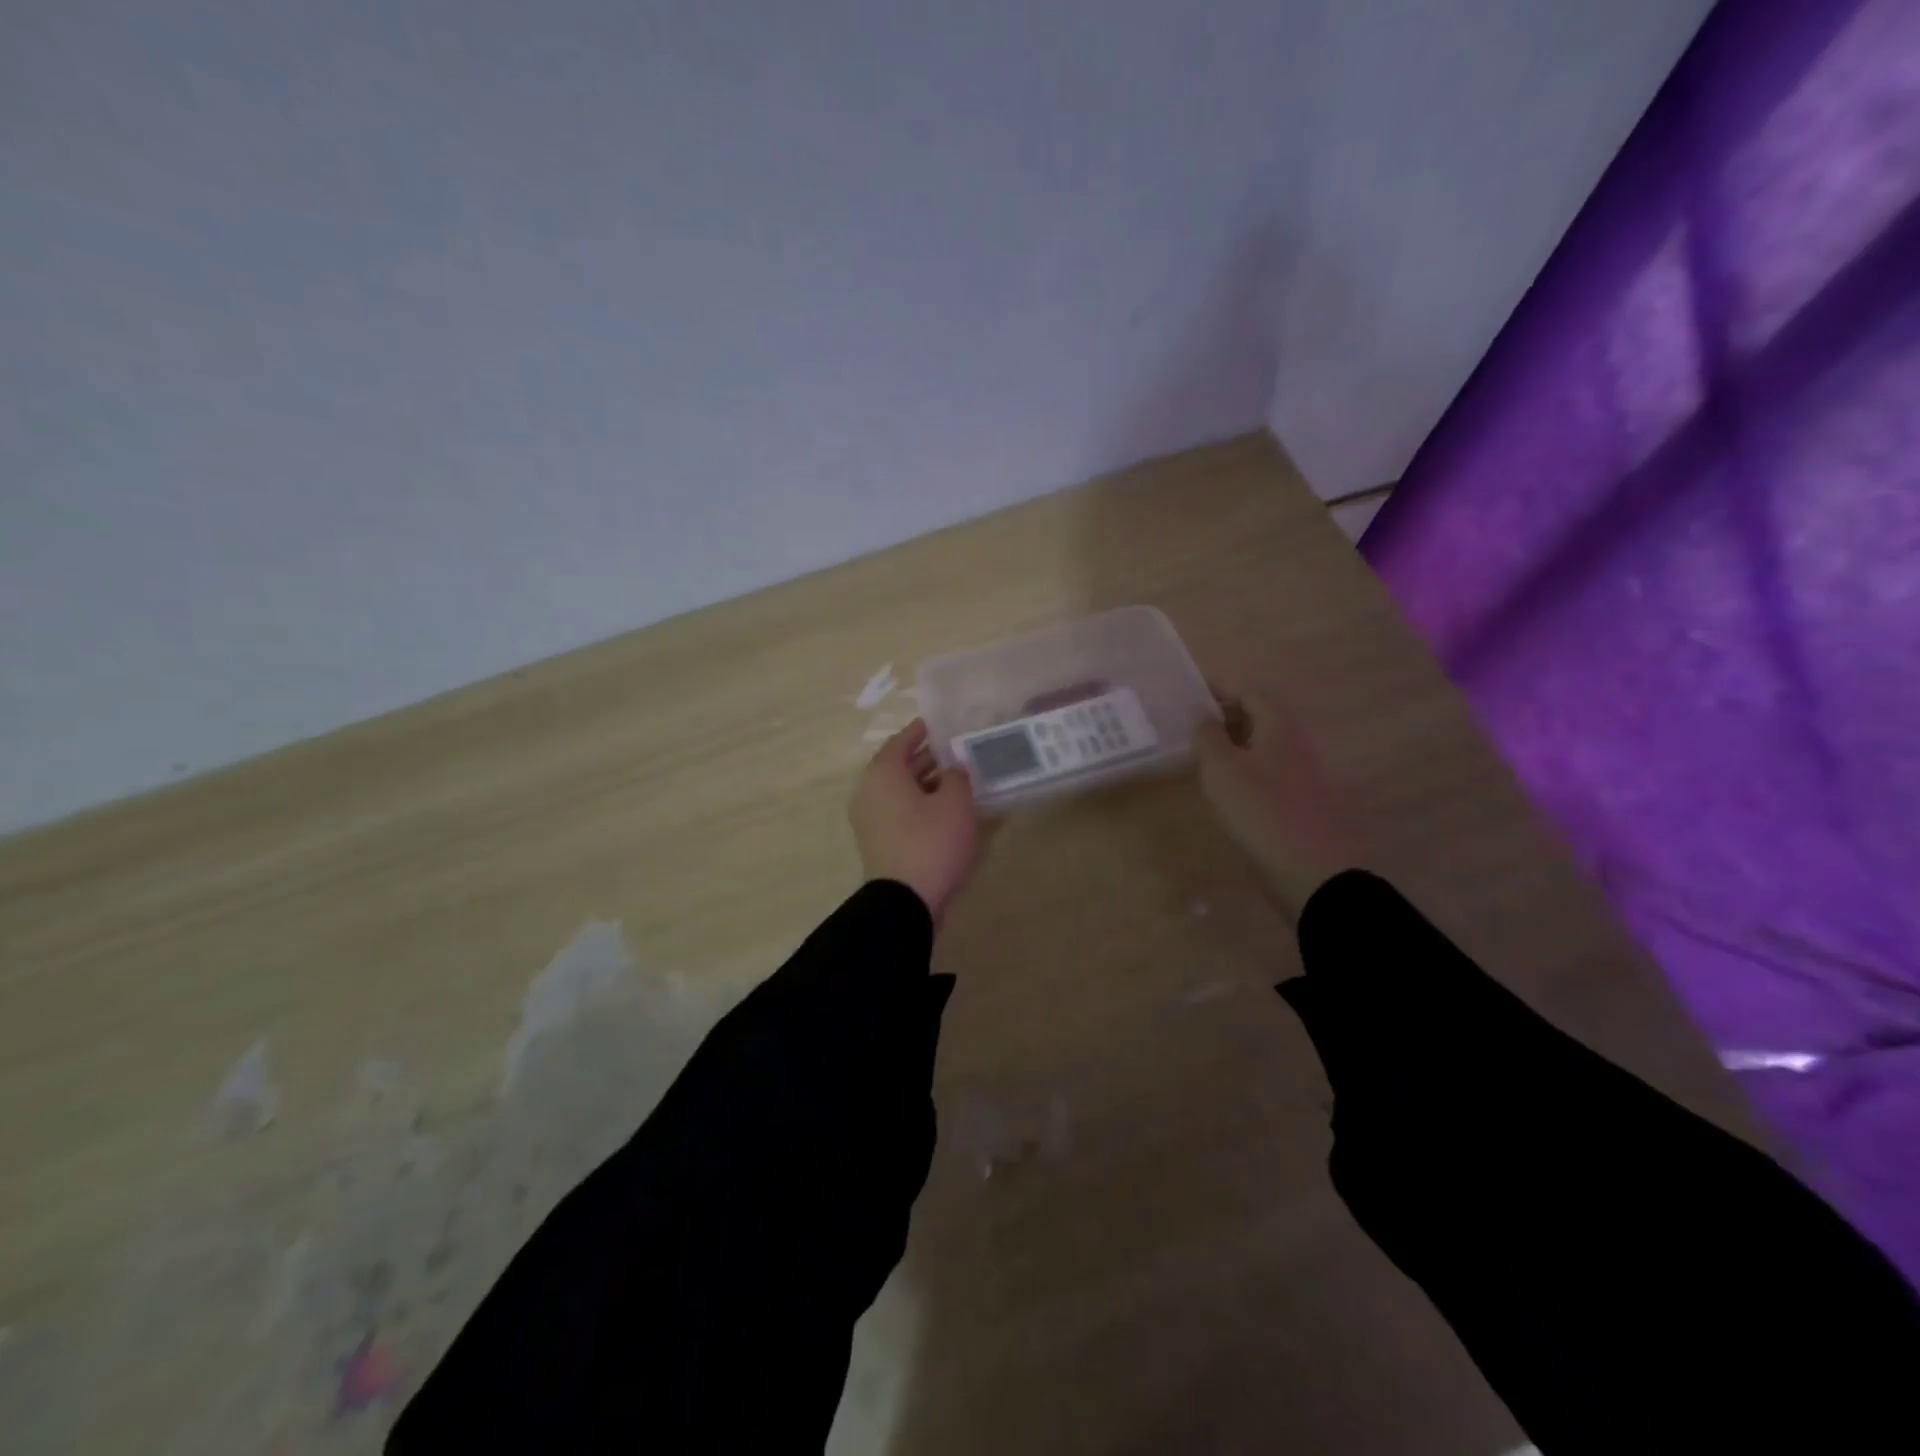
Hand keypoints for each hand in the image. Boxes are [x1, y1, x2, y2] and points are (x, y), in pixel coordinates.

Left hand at [851, 719, 982, 923]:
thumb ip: (958, 777)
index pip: (902, 740)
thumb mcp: (956, 802)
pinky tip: (949, 811)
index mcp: (882, 773)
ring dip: (928, 784)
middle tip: (958, 751)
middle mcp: (870, 792)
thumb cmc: (931, 841)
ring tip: (960, 780)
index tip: (941, 724)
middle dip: (928, 758)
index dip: (922, 731)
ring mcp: (871, 820)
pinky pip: (902, 813)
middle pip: (900, 766)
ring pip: (902, 792)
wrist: (905, 902)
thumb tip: (954, 770)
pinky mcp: (880, 843)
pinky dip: (922, 806)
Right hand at [1194, 692, 1360, 922]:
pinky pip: (1269, 775)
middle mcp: (1296, 744)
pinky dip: (1246, 774)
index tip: (1188, 698)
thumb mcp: (1222, 769)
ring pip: (1264, 748)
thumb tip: (1204, 717)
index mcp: (1280, 727)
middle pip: (1259, 718)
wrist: (1314, 873)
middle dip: (1225, 718)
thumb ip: (1208, 737)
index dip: (1218, 691)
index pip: (1249, 692)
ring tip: (1202, 762)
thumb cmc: (1262, 812)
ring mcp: (1303, 776)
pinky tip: (1227, 794)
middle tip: (1191, 731)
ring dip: (1234, 748)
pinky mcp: (1302, 804)